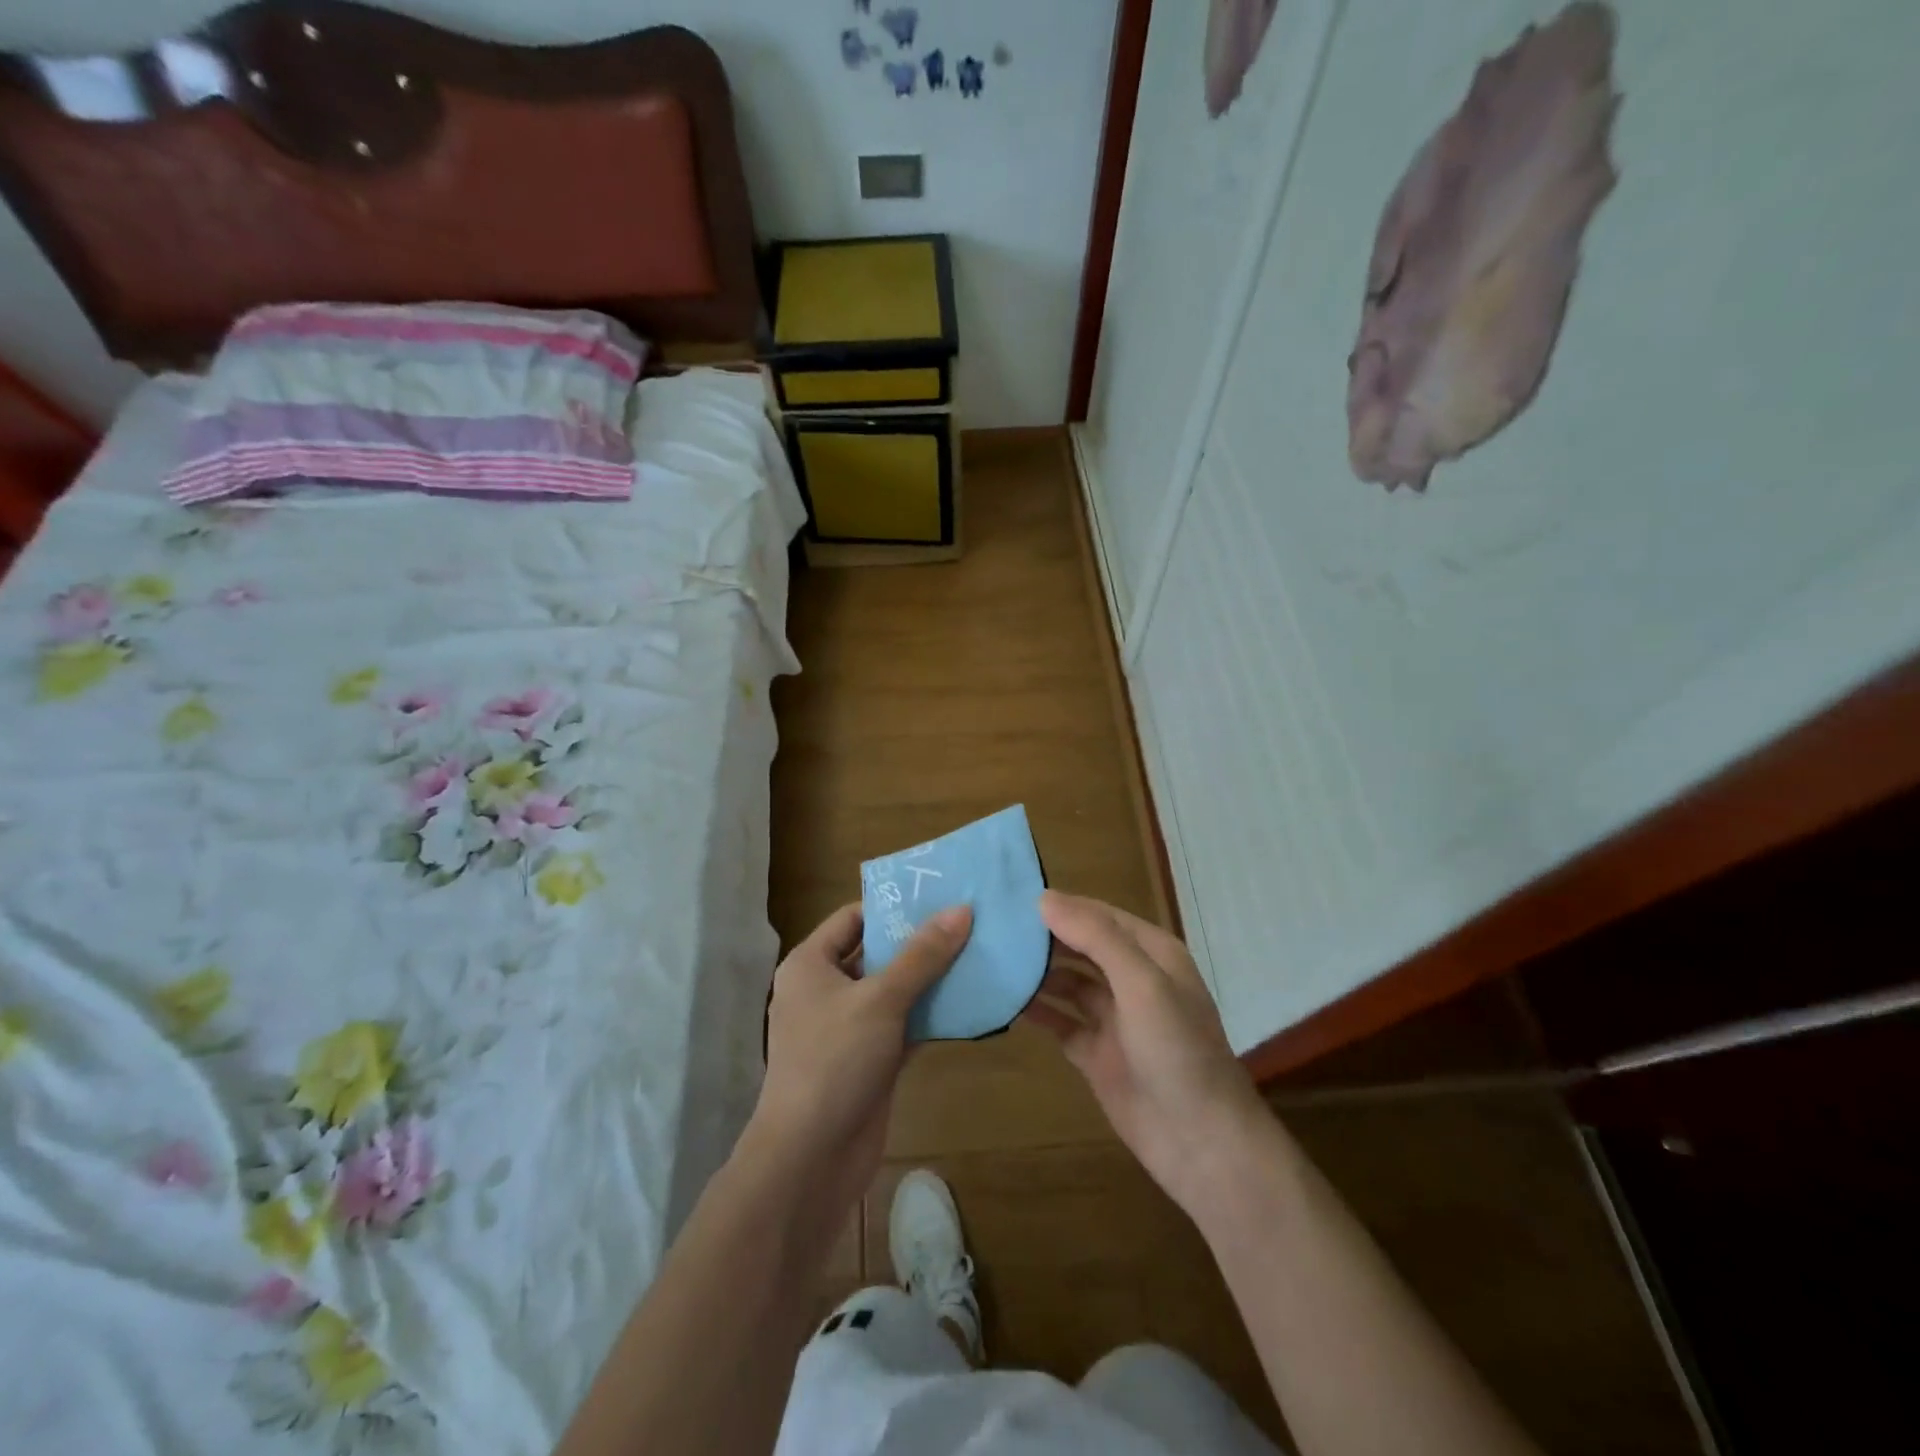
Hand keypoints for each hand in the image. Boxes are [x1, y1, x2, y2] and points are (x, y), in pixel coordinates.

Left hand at [743, 902, 972, 1208]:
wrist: (810, 1158)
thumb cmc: (835, 1060)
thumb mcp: (881, 999)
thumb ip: (922, 955)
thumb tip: (961, 910)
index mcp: (811, 965)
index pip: (853, 917)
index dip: (893, 906)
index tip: (939, 896)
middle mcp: (825, 990)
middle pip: (876, 952)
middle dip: (919, 941)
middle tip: (968, 921)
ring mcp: (847, 1027)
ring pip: (893, 990)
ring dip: (930, 978)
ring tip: (977, 953)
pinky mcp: (868, 1059)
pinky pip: (903, 1024)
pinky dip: (930, 1014)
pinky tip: (970, 1001)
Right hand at [1025, 892, 1265, 1213]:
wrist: (1200, 1142)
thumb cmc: (1177, 1050)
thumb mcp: (1141, 983)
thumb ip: (1096, 937)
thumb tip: (1045, 898)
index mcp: (1152, 954)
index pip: (1100, 915)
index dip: (1061, 905)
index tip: (1012, 898)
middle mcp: (1132, 980)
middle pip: (1081, 947)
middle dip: (1044, 938)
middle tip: (993, 927)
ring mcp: (1114, 1019)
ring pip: (1068, 983)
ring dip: (1037, 973)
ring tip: (991, 959)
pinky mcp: (1097, 1054)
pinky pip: (1061, 1022)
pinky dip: (1037, 1011)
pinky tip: (1005, 1001)